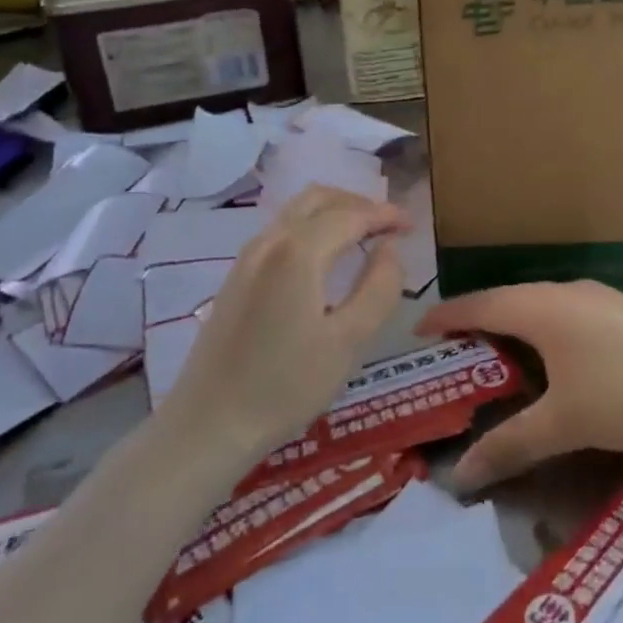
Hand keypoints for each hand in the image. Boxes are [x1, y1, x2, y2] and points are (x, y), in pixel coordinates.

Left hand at [165, 187, 407, 457]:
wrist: (209, 424)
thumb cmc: (286, 386)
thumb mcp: (350, 341)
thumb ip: (379, 287)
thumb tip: (390, 249)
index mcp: (298, 252)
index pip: (351, 214)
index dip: (385, 215)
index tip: (412, 226)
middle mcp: (269, 241)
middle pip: (319, 198)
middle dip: (358, 204)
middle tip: (389, 226)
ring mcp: (247, 257)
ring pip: (296, 211)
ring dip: (333, 212)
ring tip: (364, 236)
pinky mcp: (236, 276)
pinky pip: (281, 231)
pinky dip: (311, 227)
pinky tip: (325, 257)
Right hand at [417, 280, 622, 491]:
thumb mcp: (566, 423)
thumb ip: (511, 445)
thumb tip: (460, 474)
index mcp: (541, 307)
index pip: (478, 304)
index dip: (444, 317)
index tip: (417, 334)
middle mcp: (566, 292)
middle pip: (508, 303)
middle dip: (477, 327)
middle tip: (453, 360)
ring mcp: (601, 300)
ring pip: (541, 310)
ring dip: (515, 333)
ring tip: (497, 365)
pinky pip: (569, 318)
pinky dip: (546, 337)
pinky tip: (555, 367)